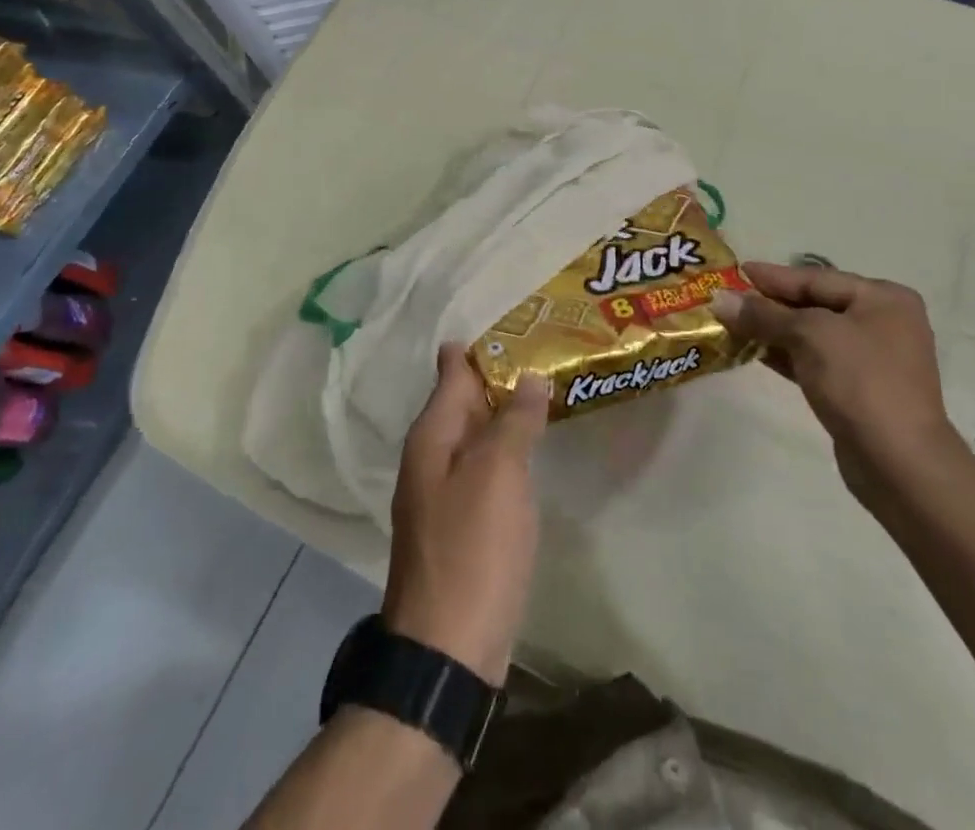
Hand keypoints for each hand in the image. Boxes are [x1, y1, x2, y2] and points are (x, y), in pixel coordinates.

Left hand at [382, 345, 549, 682]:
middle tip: (543, 349)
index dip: (482, 347)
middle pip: (464, 401)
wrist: (448, 650)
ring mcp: (443, 493)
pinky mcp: (460, 525)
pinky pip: (484, 468)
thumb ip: (514, 421)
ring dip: (504, 413)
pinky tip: (530, 448)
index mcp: (432, 436)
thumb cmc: (473, 549)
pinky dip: (506, 450)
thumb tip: (530, 376)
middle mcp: (431, 457)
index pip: (454, 371)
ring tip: (543, 390)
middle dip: (498, 376)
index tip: (518, 324)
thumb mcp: (498, 474)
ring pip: (476, 435)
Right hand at [715, 262, 955, 500]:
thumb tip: (719, 299)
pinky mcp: (859, 390)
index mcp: (883, 299)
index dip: (773, 276)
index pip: (816, 278)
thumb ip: (764, 314)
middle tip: (728, 298)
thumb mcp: (809, 336)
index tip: (735, 271)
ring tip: (732, 324)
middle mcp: (883, 322)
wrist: (899, 463)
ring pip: (813, 334)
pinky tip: (754, 351)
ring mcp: (873, 359)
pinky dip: (786, 354)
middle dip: (771, 304)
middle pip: (815, 304)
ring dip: (773, 330)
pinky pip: (815, 360)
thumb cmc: (859, 381)